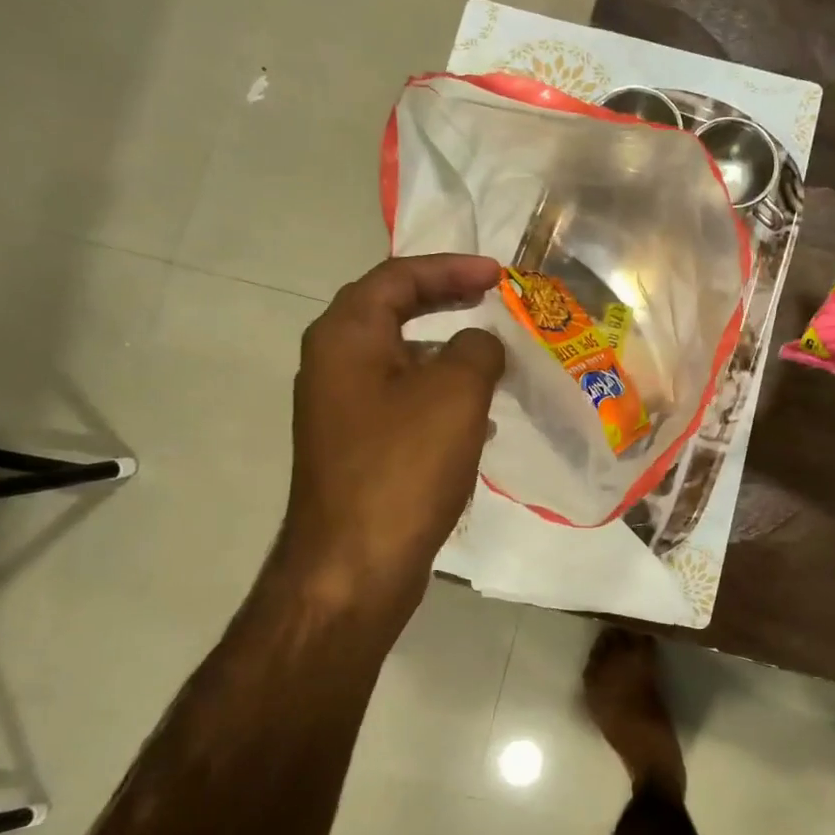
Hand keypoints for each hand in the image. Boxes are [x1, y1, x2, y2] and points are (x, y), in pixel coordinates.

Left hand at [280, 254, 504, 624]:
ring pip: (401, 361)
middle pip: (392, 312)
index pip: (398, 277)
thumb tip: (480, 345)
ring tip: (494, 358)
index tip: (499, 275)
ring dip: (447, 352)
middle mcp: (334, 365)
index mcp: (346, 337)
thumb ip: (477, 349)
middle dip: (445, 301)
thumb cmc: (403, 467)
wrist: (354, 566)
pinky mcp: (358, 449)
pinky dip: (441, 396)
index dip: (451, 268)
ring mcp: (343, 411)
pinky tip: (478, 420)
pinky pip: (404, 403)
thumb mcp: (456, 393)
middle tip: (492, 298)